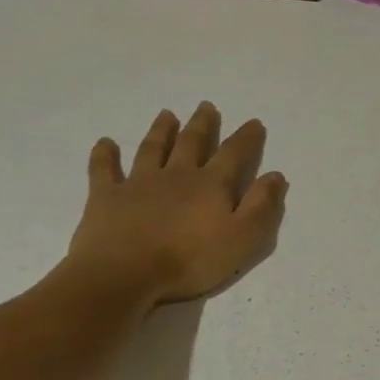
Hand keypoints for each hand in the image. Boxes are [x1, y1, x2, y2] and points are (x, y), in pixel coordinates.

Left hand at [64, 102, 287, 307]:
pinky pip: (104, 169)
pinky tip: (106, 143)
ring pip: (152, 149)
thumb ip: (261, 206)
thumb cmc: (191, 260)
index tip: (254, 123)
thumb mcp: (242, 238)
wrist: (125, 273)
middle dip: (202, 125)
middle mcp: (176, 175)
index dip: (246, 138)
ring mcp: (138, 183)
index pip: (234, 155)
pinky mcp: (107, 197)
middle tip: (206, 106)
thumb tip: (275, 175)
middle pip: (191, 143)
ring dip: (161, 131)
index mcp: (210, 185)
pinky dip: (105, 154)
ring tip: (167, 114)